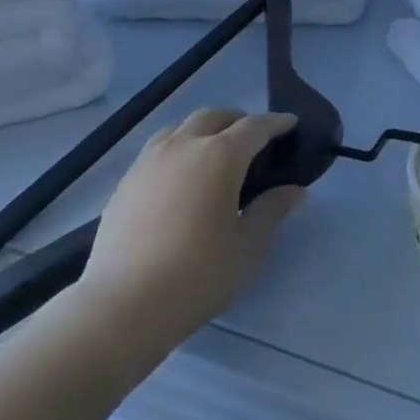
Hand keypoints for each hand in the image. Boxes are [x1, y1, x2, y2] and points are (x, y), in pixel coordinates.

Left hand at [82, 108, 305, 347]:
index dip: (276, 123)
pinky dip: (177, 148)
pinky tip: (180, 176)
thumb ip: (272, 211)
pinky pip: (157, 148)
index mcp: (219, 157)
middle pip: (213, 116)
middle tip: (253, 138)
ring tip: (214, 150)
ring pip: (179, 127)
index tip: (290, 123)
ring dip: (203, 129)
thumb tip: (294, 190)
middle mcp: (182, 146)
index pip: (254, 127)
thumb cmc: (199, 274)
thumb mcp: (248, 246)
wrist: (126, 302)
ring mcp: (148, 161)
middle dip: (237, 120)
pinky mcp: (125, 181)